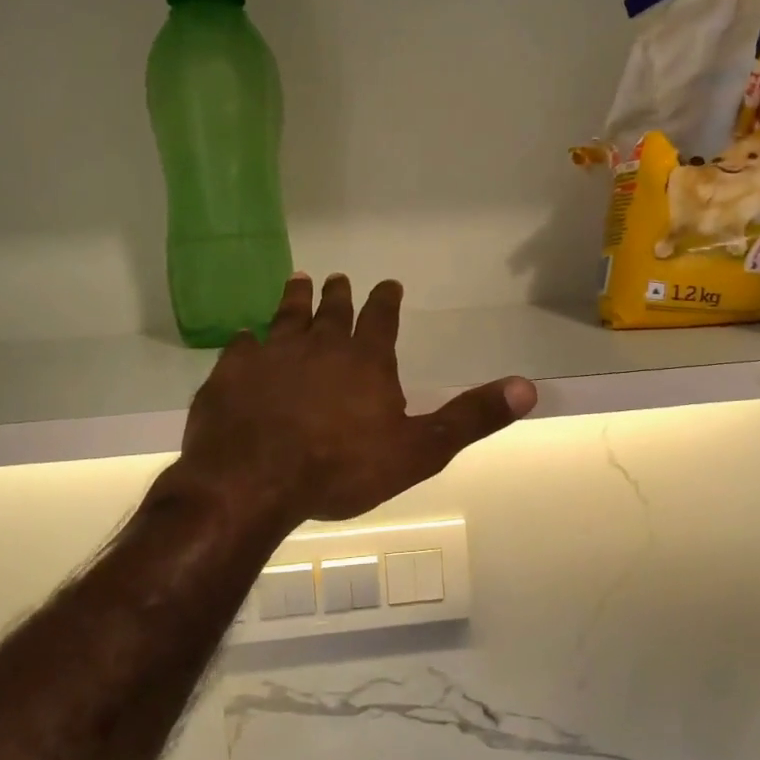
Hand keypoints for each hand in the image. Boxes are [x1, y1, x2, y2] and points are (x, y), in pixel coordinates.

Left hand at [178, 275, 538, 523]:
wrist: (254, 481)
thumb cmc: (341, 468)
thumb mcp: (419, 450)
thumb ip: (470, 418)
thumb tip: (528, 388)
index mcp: (365, 361)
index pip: (381, 319)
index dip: (386, 300)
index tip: (388, 284)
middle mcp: (319, 346)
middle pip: (332, 312)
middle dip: (339, 294)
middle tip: (338, 277)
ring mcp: (271, 356)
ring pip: (286, 317)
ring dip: (295, 299)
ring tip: (298, 280)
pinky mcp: (231, 373)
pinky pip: (241, 347)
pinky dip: (247, 340)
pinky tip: (244, 336)